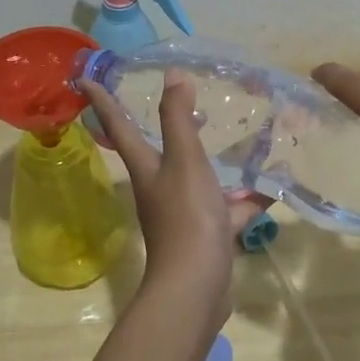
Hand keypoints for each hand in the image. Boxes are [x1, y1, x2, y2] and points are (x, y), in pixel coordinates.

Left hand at [83, 73, 265, 331]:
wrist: (196, 286)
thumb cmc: (186, 216)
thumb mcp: (184, 160)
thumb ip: (178, 118)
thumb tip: (172, 75)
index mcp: (147, 167)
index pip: (119, 125)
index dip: (102, 100)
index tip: (85, 78)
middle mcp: (160, 187)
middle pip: (158, 149)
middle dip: (166, 125)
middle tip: (183, 100)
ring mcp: (184, 212)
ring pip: (198, 176)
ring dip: (212, 159)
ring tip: (236, 137)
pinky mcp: (208, 233)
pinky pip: (229, 207)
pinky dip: (249, 197)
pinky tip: (274, 187)